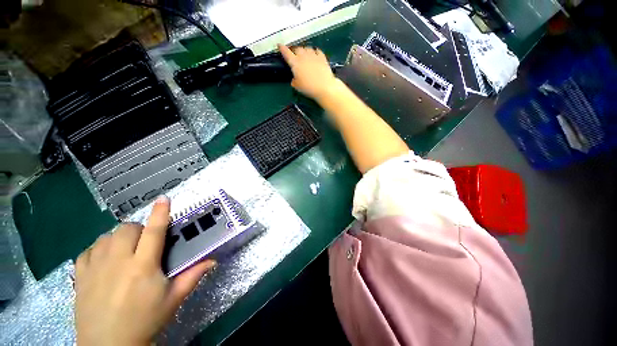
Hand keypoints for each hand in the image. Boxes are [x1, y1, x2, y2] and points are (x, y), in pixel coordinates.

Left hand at [75, 196, 215, 345]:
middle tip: (145, 243)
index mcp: (143, 267)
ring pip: (106, 237)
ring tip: (125, 251)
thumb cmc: (145, 320)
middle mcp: (118, 262)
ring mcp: (95, 268)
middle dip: (139, 229)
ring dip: (119, 238)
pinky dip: (98, 249)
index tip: (164, 198)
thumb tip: (213, 260)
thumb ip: (193, 276)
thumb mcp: (173, 299)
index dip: (160, 213)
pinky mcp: (80, 276)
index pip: (154, 232)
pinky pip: (88, 250)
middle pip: (127, 229)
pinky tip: (104, 260)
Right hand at [278, 44, 338, 100]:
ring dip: (305, 51)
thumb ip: (294, 81)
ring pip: (307, 48)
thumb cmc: (308, 88)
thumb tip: (294, 78)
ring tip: (305, 55)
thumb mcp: (297, 87)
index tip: (279, 45)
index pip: (286, 53)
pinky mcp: (322, 57)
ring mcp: (313, 55)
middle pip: (297, 49)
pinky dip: (315, 52)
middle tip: (295, 56)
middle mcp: (303, 56)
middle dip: (295, 51)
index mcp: (295, 63)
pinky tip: (315, 55)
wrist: (324, 87)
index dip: (282, 48)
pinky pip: (317, 51)